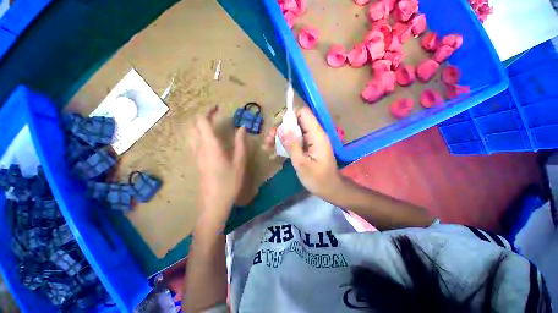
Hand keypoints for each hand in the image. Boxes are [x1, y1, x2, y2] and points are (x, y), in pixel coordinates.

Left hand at [189, 107, 246, 221]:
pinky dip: (199, 134)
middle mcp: (199, 148)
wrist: (214, 203)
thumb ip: (240, 143)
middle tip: (216, 115)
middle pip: (194, 126)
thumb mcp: (239, 162)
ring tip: (213, 125)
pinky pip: (193, 142)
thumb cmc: (229, 182)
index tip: (217, 108)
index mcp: (210, 146)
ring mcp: (195, 155)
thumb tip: (242, 128)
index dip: (208, 112)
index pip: (202, 122)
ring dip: (200, 125)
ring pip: (191, 134)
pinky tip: (210, 139)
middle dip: (203, 117)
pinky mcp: (196, 162)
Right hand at [264, 107, 341, 198]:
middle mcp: (314, 134)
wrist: (330, 189)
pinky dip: (285, 143)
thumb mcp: (302, 163)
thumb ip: (292, 145)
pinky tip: (275, 150)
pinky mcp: (308, 147)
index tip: (277, 126)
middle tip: (269, 140)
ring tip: (268, 145)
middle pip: (296, 121)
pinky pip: (295, 139)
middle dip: (281, 128)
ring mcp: (311, 140)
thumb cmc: (318, 179)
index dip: (289, 115)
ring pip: (294, 130)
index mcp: (316, 135)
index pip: (303, 113)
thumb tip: (281, 128)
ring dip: (281, 136)